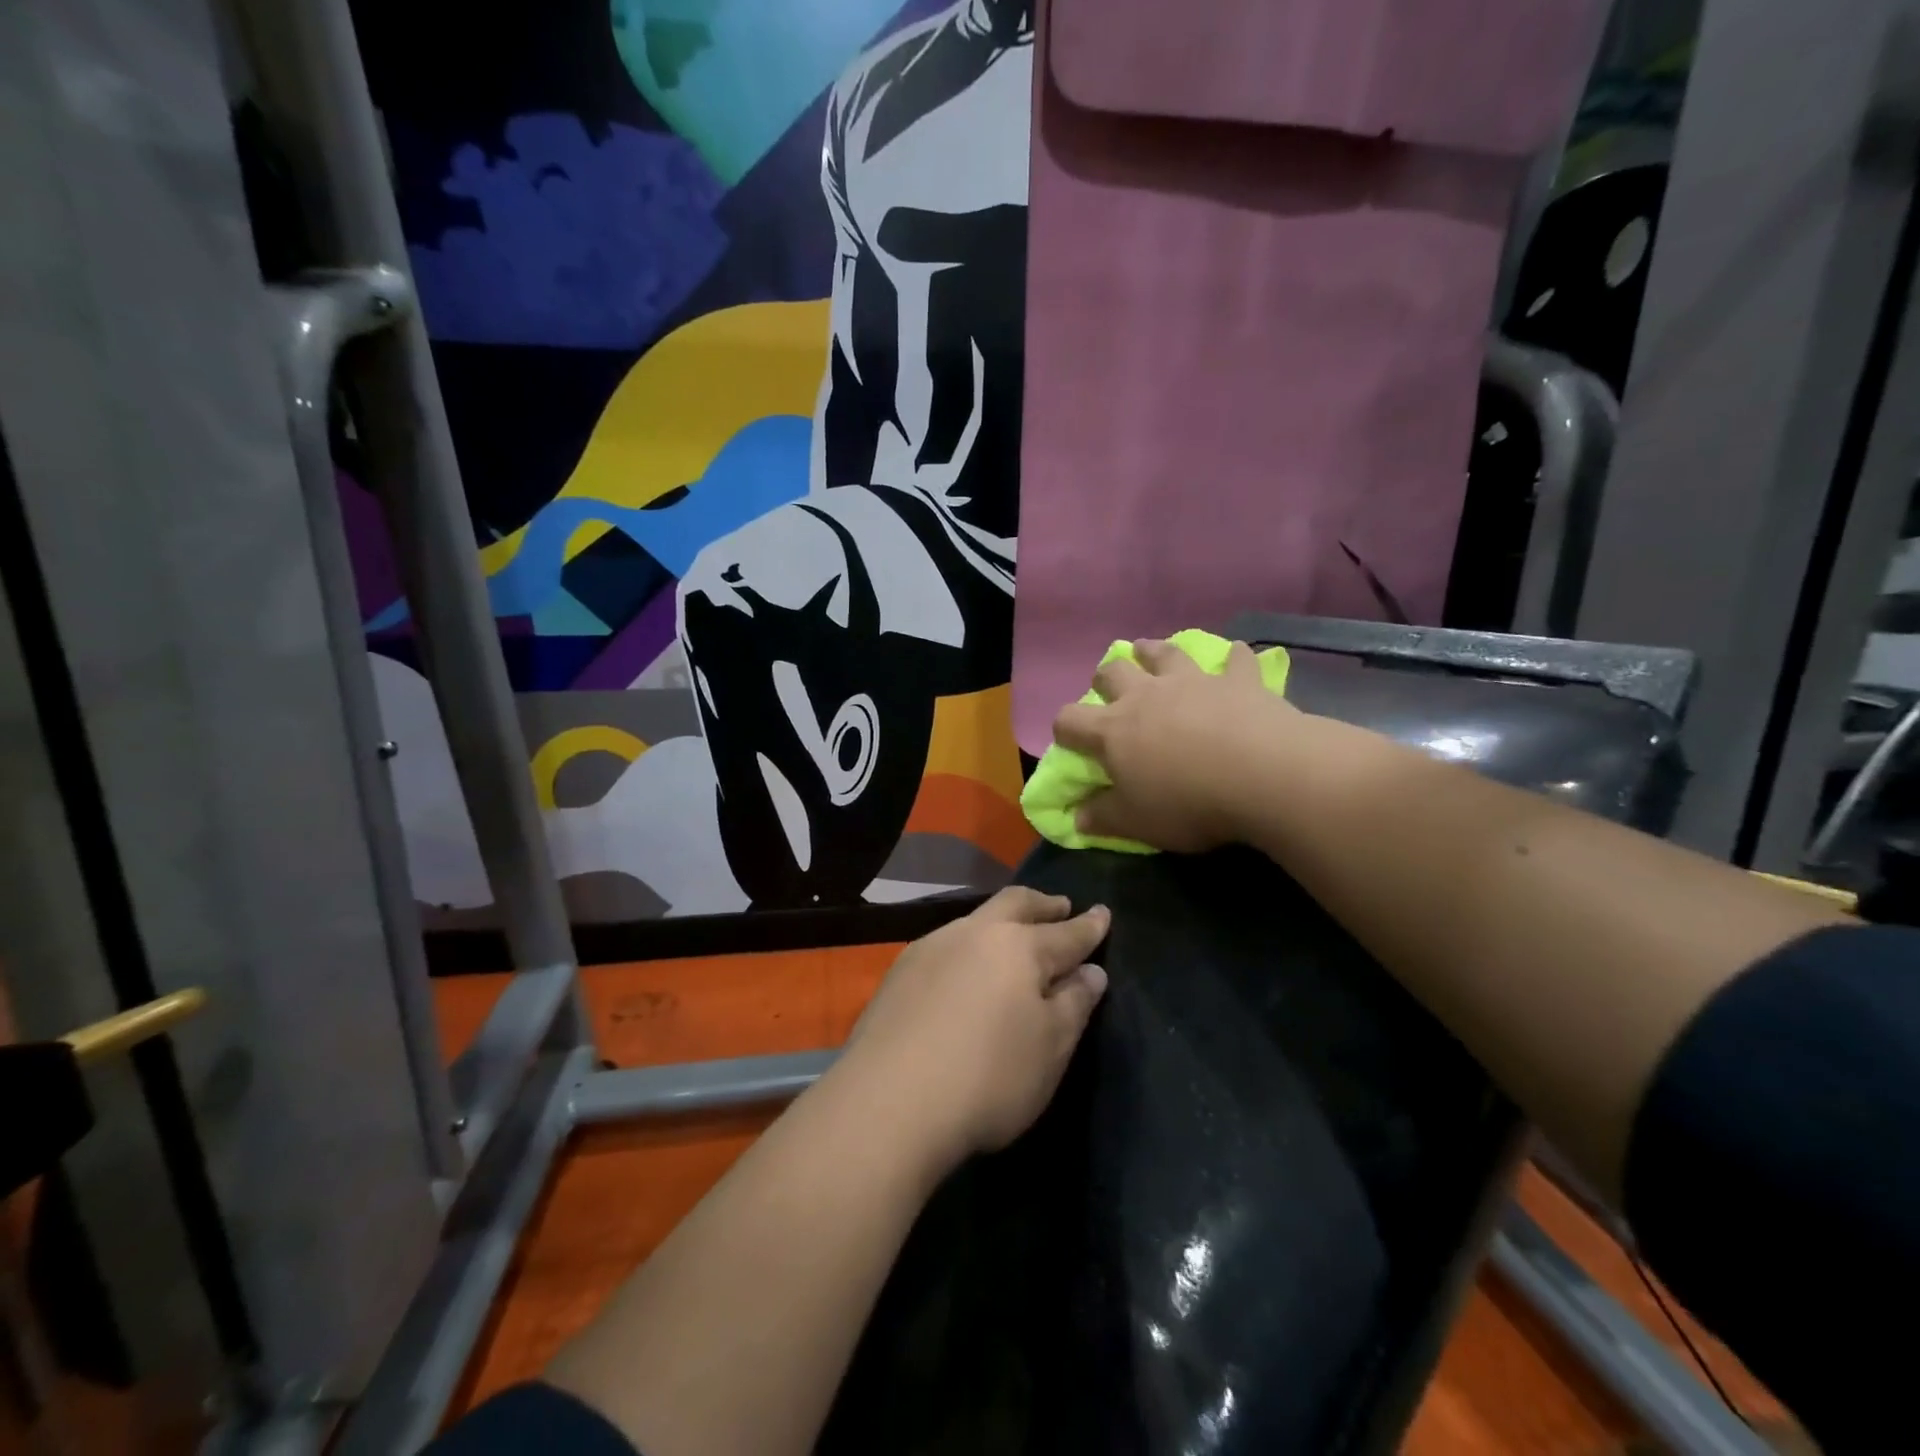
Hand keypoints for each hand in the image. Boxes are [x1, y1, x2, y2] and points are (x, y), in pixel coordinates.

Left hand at [838, 887, 1109, 1170]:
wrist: (889, 1102)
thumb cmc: (988, 1077)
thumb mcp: (1050, 1049)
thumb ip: (1074, 1004)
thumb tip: (1090, 972)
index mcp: (1019, 947)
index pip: (1065, 933)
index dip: (1088, 926)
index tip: (1103, 913)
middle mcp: (974, 933)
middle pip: (1015, 904)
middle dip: (1043, 904)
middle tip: (1060, 906)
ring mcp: (931, 947)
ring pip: (976, 919)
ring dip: (1002, 921)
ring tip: (1013, 935)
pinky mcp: (900, 971)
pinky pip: (947, 944)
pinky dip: (969, 946)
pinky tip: (966, 969)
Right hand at [1053, 638, 1295, 852]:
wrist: (1263, 774)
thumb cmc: (1188, 802)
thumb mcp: (1136, 823)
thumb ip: (1102, 817)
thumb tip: (1077, 817)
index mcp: (1113, 731)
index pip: (1070, 721)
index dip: (1064, 729)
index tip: (1069, 741)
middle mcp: (1146, 696)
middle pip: (1113, 672)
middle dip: (1105, 678)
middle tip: (1109, 687)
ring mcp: (1193, 682)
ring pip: (1164, 653)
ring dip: (1153, 651)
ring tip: (1148, 651)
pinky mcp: (1238, 680)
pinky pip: (1235, 660)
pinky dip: (1233, 658)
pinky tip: (1235, 655)